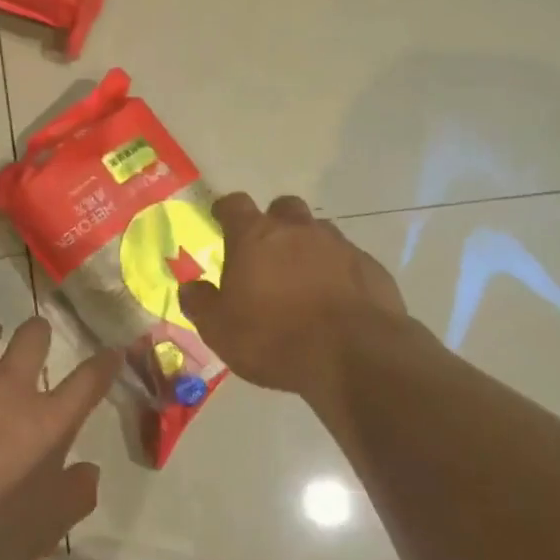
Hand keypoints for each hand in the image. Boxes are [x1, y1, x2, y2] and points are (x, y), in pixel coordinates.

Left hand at [0, 317, 118, 559]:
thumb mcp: (47, 530)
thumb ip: (76, 495)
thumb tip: (88, 471)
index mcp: (46, 422)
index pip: (88, 381)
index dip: (104, 363)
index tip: (111, 352)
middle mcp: (5, 390)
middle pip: (32, 337)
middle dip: (38, 333)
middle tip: (34, 342)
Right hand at [179, 192, 409, 398]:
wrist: (355, 355)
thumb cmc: (275, 338)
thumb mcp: (220, 330)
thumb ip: (200, 303)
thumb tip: (189, 287)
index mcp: (255, 237)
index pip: (235, 205)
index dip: (226, 210)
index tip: (221, 219)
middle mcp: (298, 230)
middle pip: (283, 208)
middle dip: (274, 223)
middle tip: (266, 252)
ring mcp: (339, 245)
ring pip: (319, 232)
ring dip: (307, 247)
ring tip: (302, 279)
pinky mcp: (370, 267)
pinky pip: (348, 260)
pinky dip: (337, 272)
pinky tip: (334, 300)